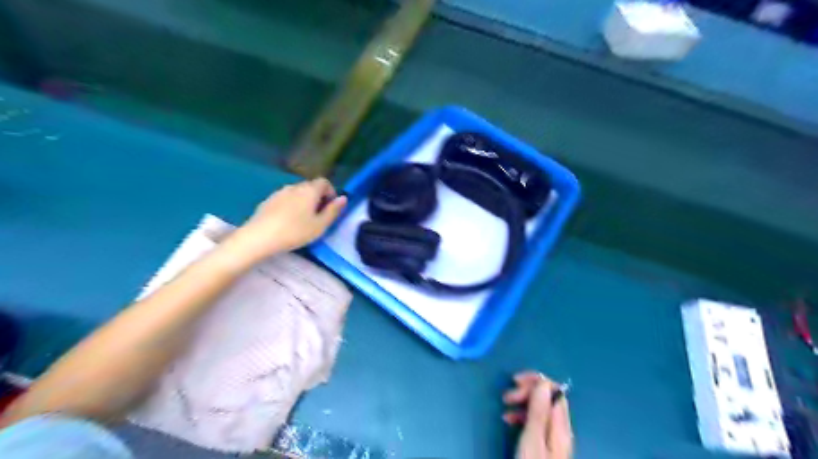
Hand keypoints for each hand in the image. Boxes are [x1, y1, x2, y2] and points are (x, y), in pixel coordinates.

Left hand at [222, 178, 346, 266]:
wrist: (259, 237)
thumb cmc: (295, 232)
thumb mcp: (320, 225)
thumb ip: (333, 211)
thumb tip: (343, 198)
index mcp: (310, 190)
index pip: (324, 182)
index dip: (330, 192)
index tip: (330, 207)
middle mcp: (295, 186)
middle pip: (310, 186)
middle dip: (317, 197)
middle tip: (318, 216)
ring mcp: (279, 192)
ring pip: (297, 193)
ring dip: (304, 202)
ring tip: (303, 220)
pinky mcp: (268, 200)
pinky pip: (285, 199)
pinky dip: (291, 206)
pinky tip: (287, 222)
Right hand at [502, 371, 569, 456]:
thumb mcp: (532, 440)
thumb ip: (539, 412)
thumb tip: (543, 383)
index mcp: (560, 425)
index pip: (554, 390)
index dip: (536, 381)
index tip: (515, 383)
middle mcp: (560, 428)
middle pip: (547, 397)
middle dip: (526, 391)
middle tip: (506, 397)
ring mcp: (554, 437)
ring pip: (540, 408)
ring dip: (522, 402)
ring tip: (505, 408)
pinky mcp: (546, 445)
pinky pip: (536, 421)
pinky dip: (522, 415)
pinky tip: (510, 421)